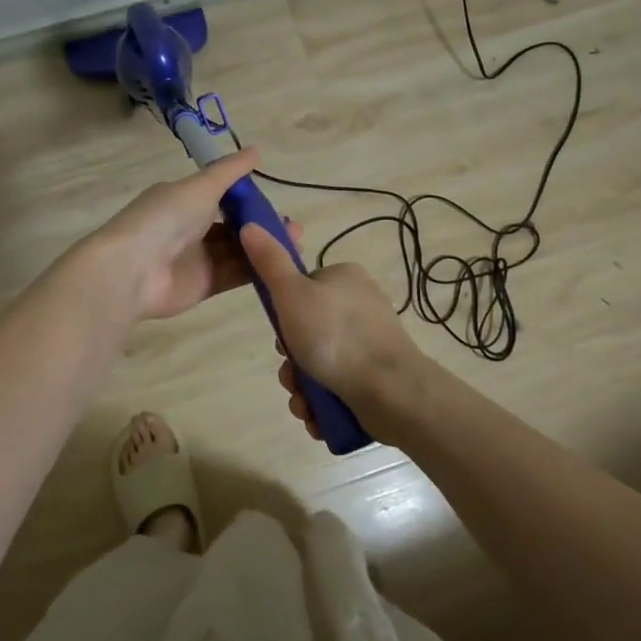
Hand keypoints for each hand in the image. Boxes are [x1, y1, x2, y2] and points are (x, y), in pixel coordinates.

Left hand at [85, 148, 302, 321]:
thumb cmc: (165, 219)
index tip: (277, 202)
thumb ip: (229, 172)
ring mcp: (196, 258)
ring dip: (264, 247)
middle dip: (262, 226)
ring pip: (238, 251)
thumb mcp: (200, 187)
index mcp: (183, 200)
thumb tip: (256, 151)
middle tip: (294, 228)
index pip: (222, 196)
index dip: (250, 200)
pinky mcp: (203, 285)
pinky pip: (234, 275)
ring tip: (295, 244)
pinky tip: (281, 265)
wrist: (132, 270)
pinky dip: (256, 269)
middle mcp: (189, 228)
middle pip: (233, 226)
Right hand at [237, 224, 424, 436]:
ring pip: (318, 365)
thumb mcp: (292, 293)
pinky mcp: (376, 377)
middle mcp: (360, 307)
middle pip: (306, 333)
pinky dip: (322, 404)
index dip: (283, 316)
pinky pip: (336, 388)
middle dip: (292, 362)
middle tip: (292, 376)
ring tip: (305, 403)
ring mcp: (370, 344)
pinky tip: (318, 416)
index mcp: (345, 279)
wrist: (390, 391)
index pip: (301, 290)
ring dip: (302, 388)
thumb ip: (269, 262)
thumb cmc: (336, 336)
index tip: (281, 335)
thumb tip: (250, 225)